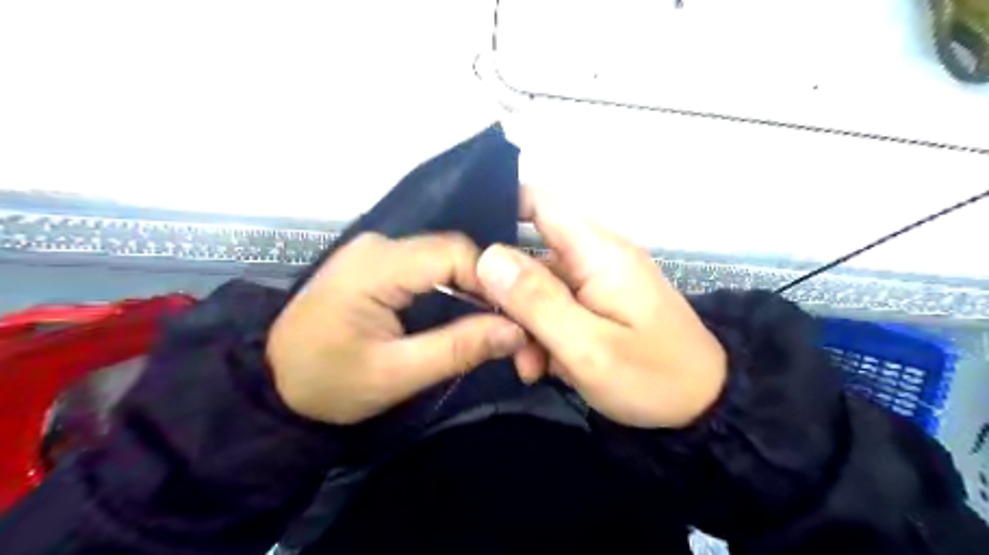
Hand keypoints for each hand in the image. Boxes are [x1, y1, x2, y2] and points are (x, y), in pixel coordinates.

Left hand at [262, 231, 524, 421]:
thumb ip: (458, 348)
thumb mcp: (396, 374)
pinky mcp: (375, 263)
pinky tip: (462, 310)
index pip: (455, 254)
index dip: (492, 282)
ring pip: (441, 257)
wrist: (270, 384)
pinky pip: (426, 265)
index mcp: (377, 265)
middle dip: (486, 285)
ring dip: (470, 286)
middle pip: (451, 251)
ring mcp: (374, 250)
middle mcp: (377, 244)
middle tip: (509, 323)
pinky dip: (450, 286)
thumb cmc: (328, 383)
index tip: (515, 317)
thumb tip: (516, 330)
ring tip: (491, 319)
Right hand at [474, 186, 724, 428]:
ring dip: (526, 323)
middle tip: (497, 333)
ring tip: (530, 366)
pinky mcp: (600, 305)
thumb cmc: (652, 376)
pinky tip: (546, 367)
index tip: (465, 244)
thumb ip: (537, 300)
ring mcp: (598, 282)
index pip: (541, 202)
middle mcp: (596, 256)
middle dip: (508, 293)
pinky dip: (545, 334)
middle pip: (532, 253)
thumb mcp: (588, 346)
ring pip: (540, 288)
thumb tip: (488, 257)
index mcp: (597, 251)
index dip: (500, 208)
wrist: (704, 408)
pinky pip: (559, 308)